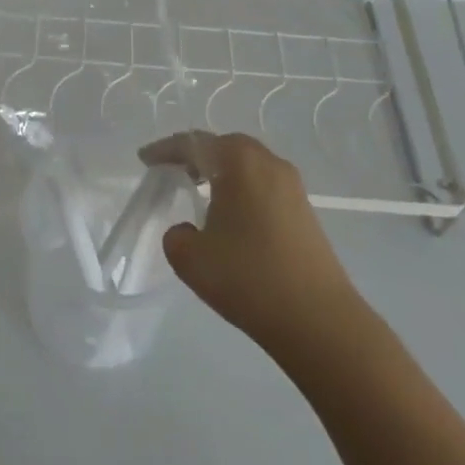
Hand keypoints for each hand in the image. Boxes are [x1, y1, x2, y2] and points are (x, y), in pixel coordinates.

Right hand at [140, 131, 365, 368]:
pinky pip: (263, 187)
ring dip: (221, 174)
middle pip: (225, 147)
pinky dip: (240, 191)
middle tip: (172, 172)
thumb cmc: (248, 278)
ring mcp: (293, 188)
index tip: (145, 160)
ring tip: (198, 193)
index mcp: (239, 162)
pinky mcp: (305, 213)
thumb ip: (176, 235)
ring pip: (248, 166)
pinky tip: (229, 217)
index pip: (194, 143)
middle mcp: (269, 164)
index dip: (165, 150)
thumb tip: (190, 231)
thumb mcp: (190, 258)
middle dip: (196, 156)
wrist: (319, 321)